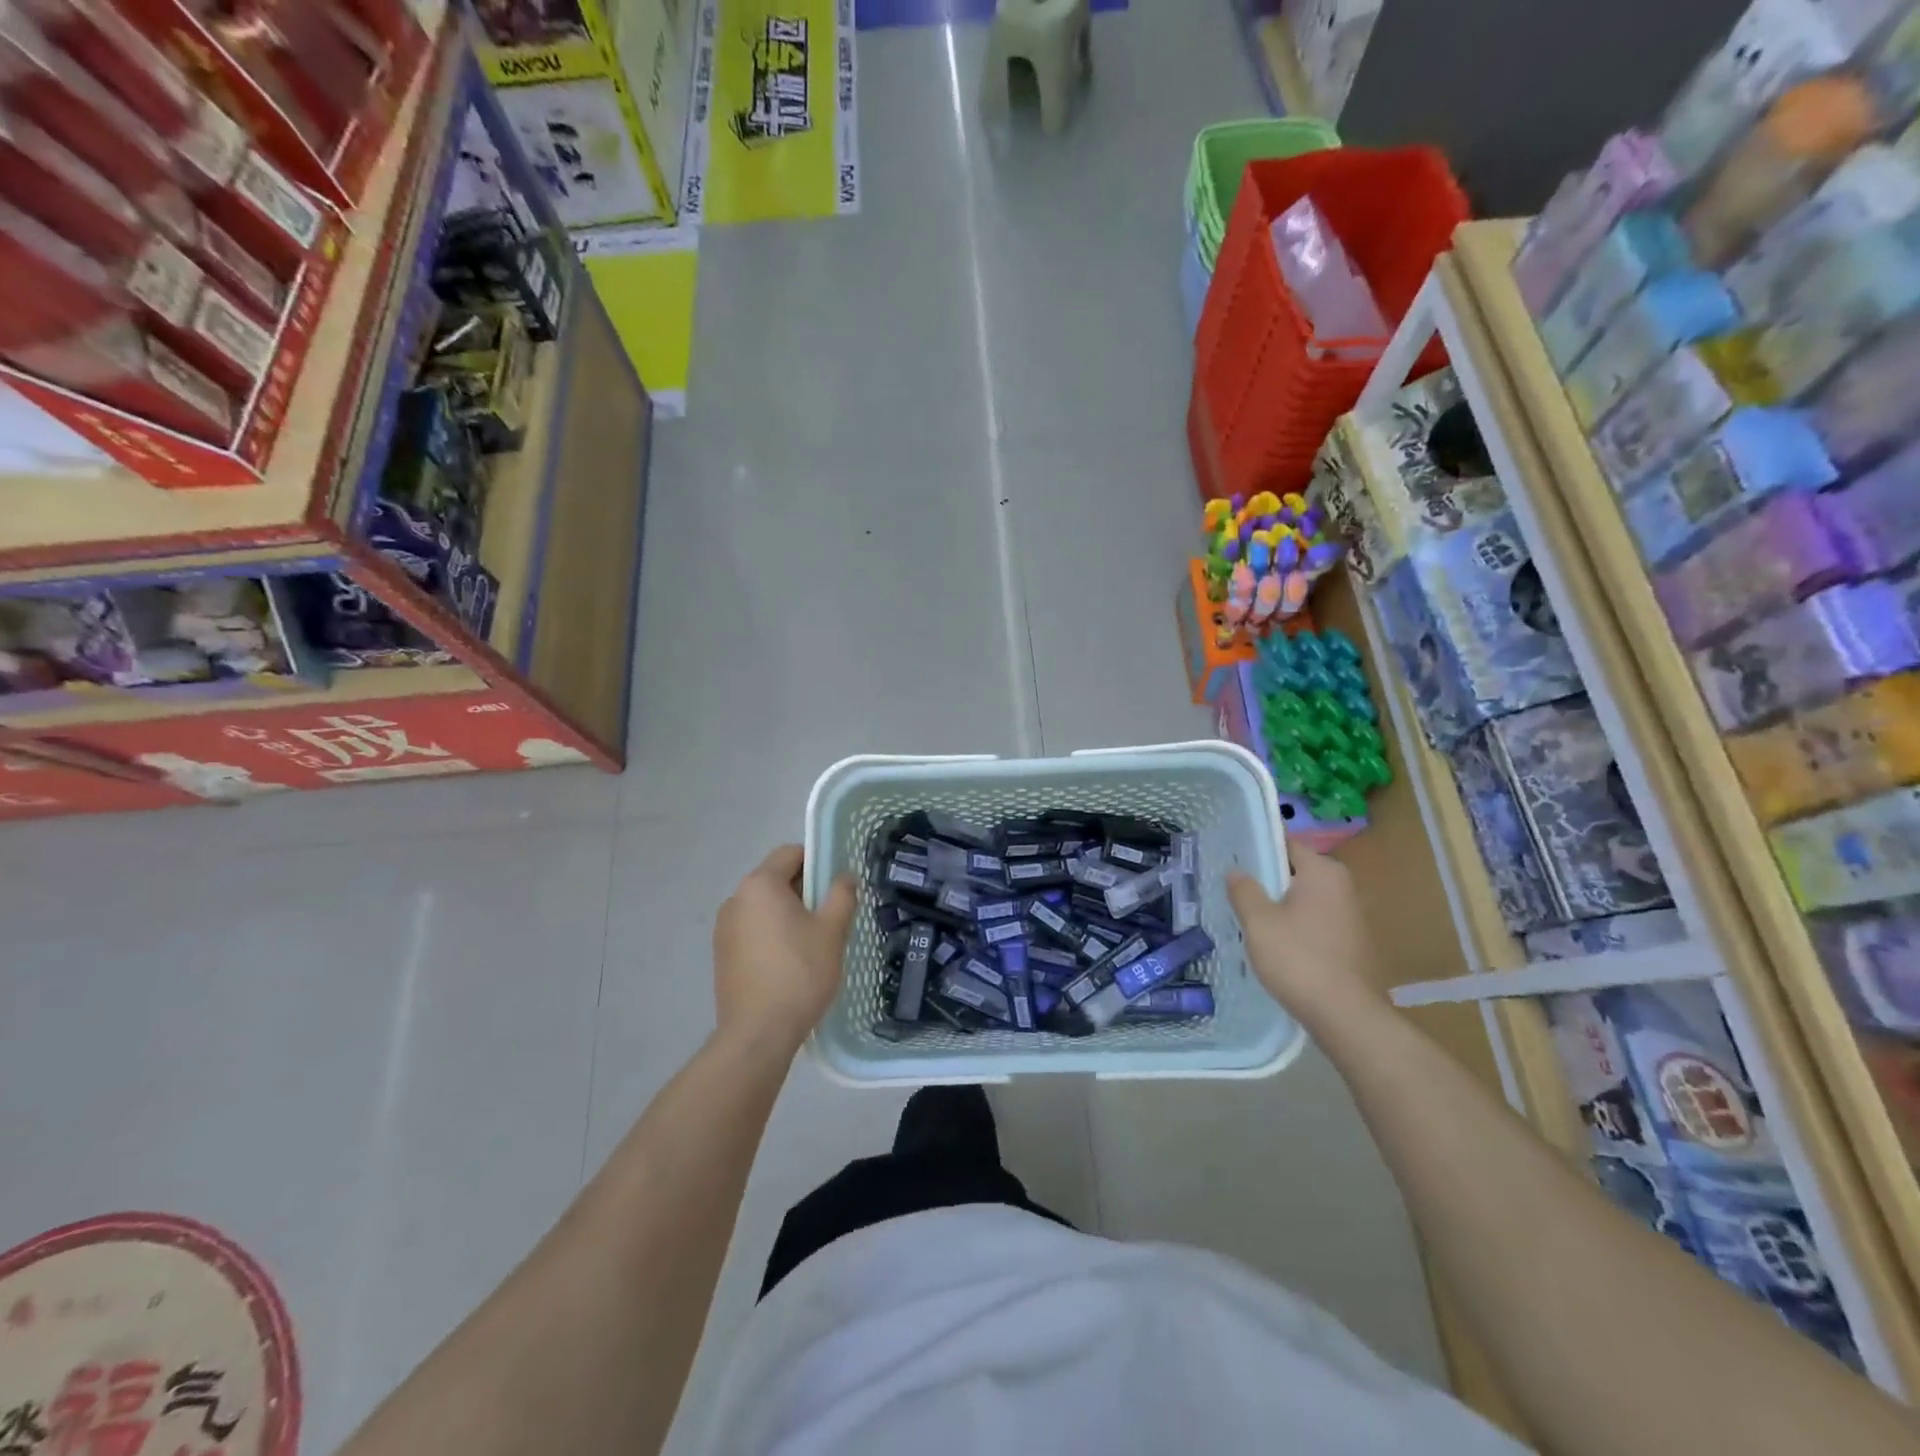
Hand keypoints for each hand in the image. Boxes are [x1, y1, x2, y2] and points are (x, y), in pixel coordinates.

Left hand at [712, 845, 856, 1056]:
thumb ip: (842, 894)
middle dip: (806, 891)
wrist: (758, 1033)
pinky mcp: (722, 955)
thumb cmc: (799, 973)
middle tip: (832, 916)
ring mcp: (724, 929)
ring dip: (789, 915)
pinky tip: (791, 963)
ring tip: (814, 944)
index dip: (818, 862)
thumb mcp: (832, 930)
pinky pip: (753, 931)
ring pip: (765, 908)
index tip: (838, 886)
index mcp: (760, 885)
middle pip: (776, 880)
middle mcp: (736, 899)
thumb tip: (845, 876)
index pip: (791, 854)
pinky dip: (773, 936)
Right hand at [1228, 847, 1387, 1029]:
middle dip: (1267, 881)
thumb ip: (1244, 891)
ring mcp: (1353, 916)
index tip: (1232, 859)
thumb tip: (1236, 870)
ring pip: (1306, 900)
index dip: (1257, 849)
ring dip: (1281, 906)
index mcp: (1323, 872)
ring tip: (1250, 919)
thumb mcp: (1258, 922)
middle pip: (1296, 873)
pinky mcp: (1354, 943)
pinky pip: (1317, 923)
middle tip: (1234, 891)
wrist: (1346, 1015)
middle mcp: (1344, 887)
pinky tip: (1276, 945)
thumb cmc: (1299, 959)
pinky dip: (1297, 927)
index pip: (1286, 844)